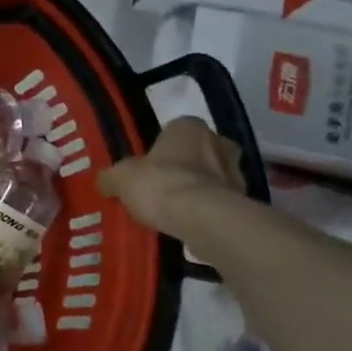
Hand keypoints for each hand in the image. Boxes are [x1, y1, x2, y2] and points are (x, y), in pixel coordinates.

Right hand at [96, 117, 244, 234]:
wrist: (202, 218)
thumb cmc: (159, 184)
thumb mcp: (121, 178)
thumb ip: (113, 177)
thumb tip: (106, 182)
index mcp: (189, 126)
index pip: (175, 130)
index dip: (162, 147)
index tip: (150, 166)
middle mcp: (218, 141)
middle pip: (200, 151)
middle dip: (187, 165)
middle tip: (165, 186)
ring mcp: (236, 172)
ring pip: (214, 177)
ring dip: (200, 189)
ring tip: (176, 210)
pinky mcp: (245, 201)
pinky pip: (221, 202)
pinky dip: (208, 210)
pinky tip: (190, 224)